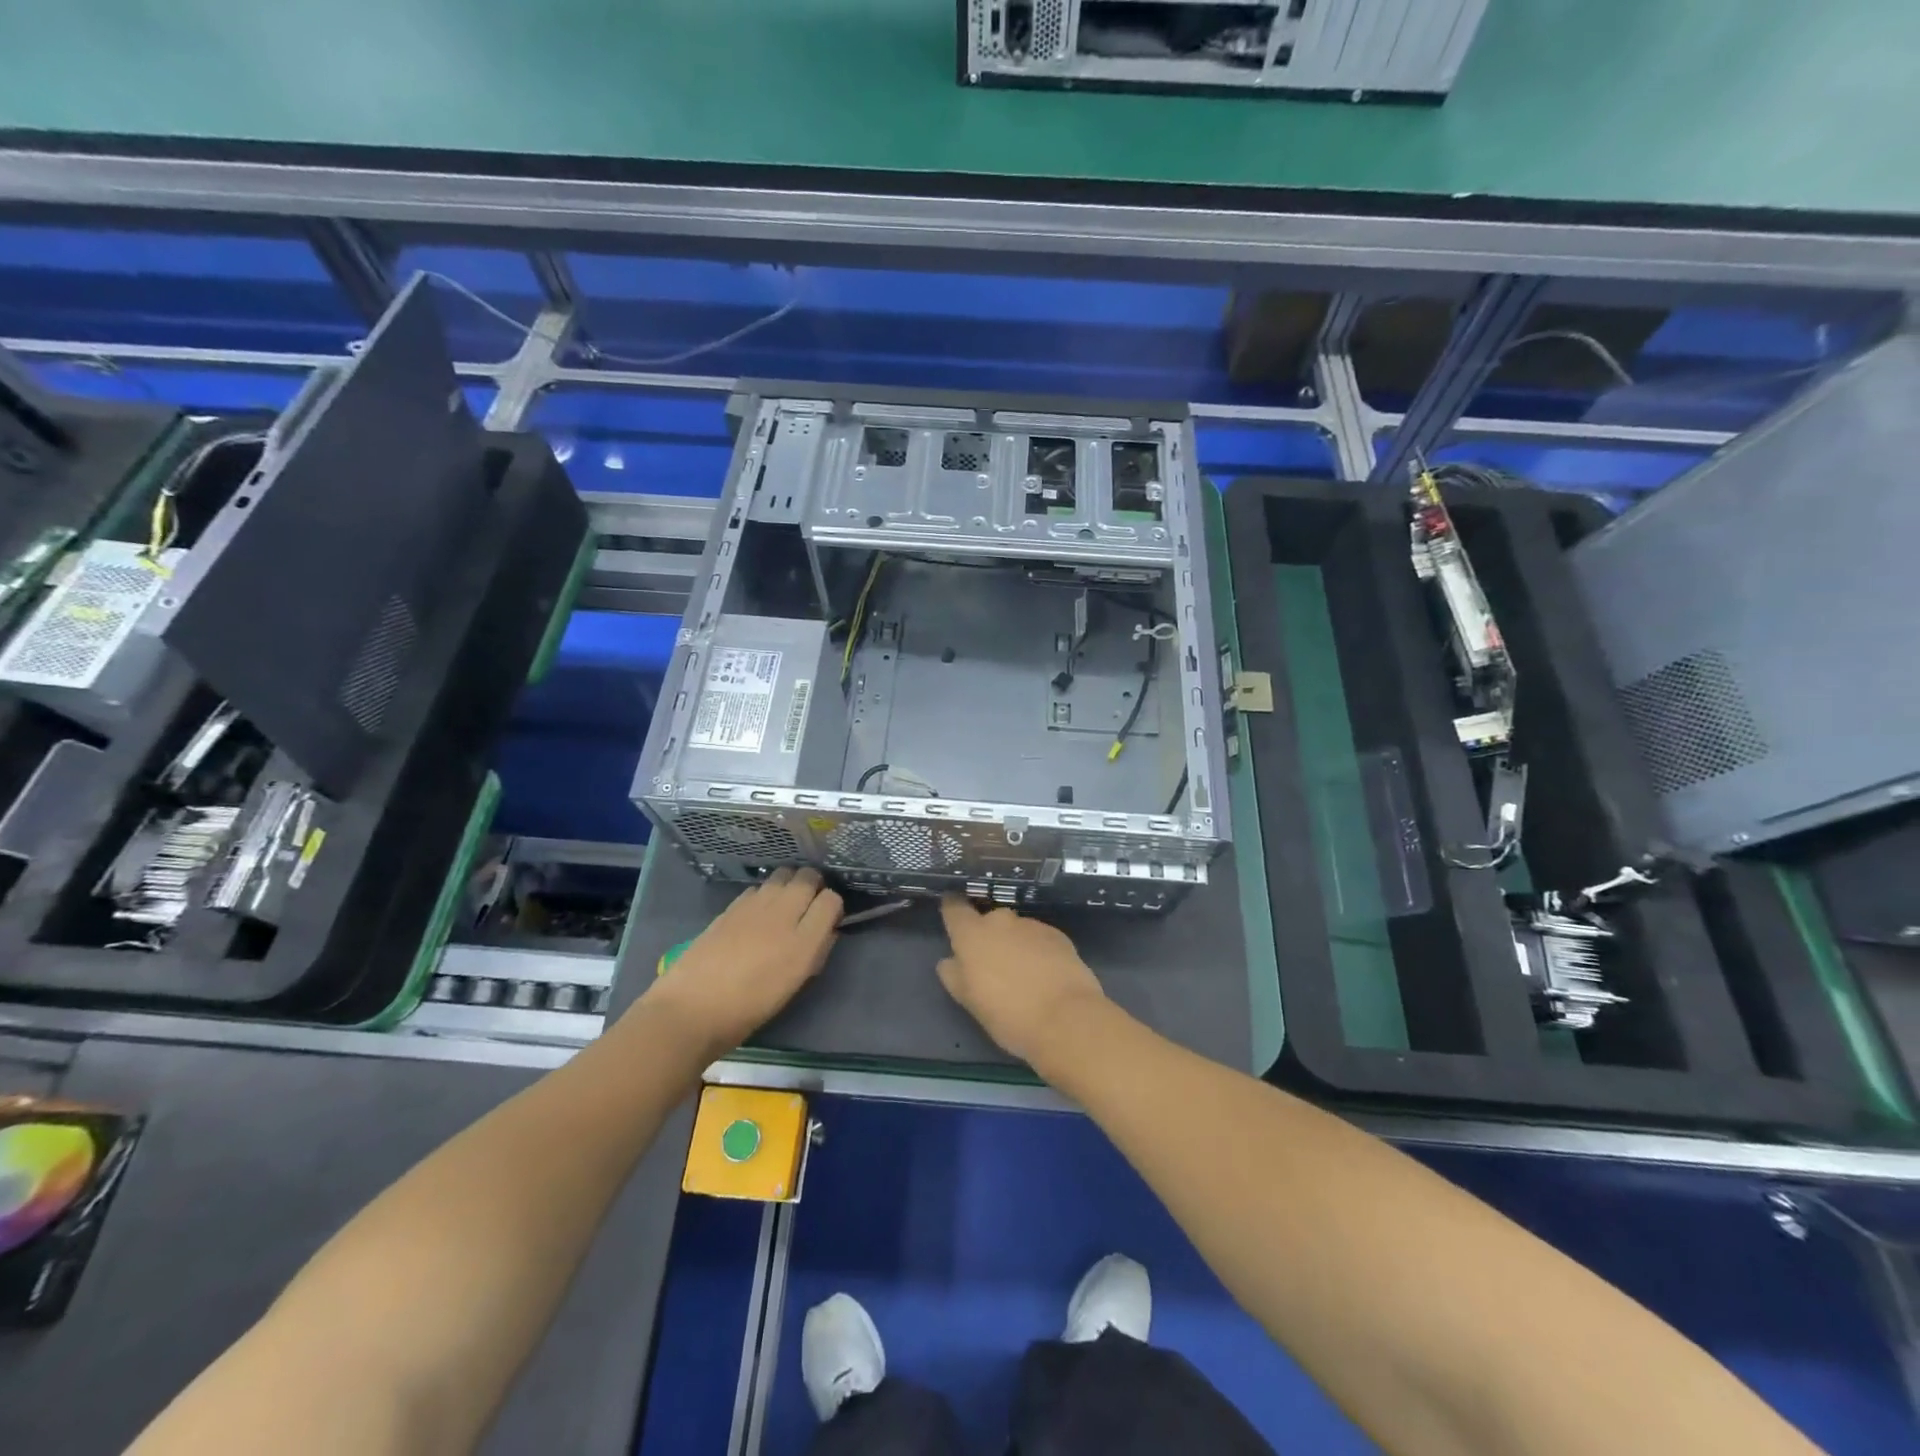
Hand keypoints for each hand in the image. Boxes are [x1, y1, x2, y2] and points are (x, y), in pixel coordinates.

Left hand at [644, 868, 841, 1055]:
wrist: (691, 1009)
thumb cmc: (748, 1009)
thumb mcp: (794, 986)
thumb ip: (816, 953)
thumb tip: (826, 931)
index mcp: (803, 942)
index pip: (832, 900)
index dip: (833, 907)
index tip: (828, 919)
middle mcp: (783, 915)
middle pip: (809, 877)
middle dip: (815, 886)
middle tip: (809, 904)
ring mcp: (755, 906)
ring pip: (784, 874)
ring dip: (790, 884)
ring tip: (785, 903)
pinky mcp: (732, 905)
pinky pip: (759, 887)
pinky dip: (766, 893)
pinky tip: (758, 912)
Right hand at [937, 895, 1109, 1066]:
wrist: (1066, 1018)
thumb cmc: (1008, 1014)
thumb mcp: (970, 1001)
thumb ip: (955, 975)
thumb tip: (950, 960)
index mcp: (972, 934)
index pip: (954, 909)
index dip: (952, 910)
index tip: (952, 913)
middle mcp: (1000, 921)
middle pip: (988, 920)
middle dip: (988, 936)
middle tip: (992, 964)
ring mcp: (1032, 925)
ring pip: (1016, 930)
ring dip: (1014, 944)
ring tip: (1022, 974)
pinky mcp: (1058, 935)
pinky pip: (1039, 938)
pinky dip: (1038, 950)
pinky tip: (1045, 975)